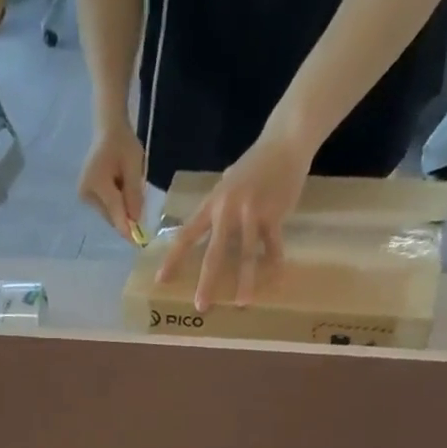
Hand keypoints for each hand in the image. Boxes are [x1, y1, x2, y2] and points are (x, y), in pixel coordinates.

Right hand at [77, 122, 146, 236]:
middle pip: (111, 214)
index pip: (115, 210)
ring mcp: (84, 196)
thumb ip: (134, 194)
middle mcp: (86, 192)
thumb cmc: (123, 143)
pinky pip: (105, 208)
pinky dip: (115, 205)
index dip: (127, 227)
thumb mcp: (134, 166)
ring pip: (109, 213)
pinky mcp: (85, 196)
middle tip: (138, 199)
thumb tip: (136, 220)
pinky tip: (119, 188)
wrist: (108, 129)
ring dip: (121, 209)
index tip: (137, 243)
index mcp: (97, 182)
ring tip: (126, 185)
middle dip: (126, 214)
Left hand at [156, 128, 311, 311]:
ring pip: (246, 254)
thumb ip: (217, 209)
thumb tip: (205, 232)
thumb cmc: (254, 166)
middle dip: (207, 281)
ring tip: (241, 303)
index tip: (161, 280)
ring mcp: (252, 212)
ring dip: (244, 281)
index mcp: (212, 204)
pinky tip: (274, 279)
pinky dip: (274, 262)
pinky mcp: (275, 213)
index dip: (173, 259)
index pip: (186, 235)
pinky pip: (273, 245)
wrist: (285, 141)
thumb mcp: (227, 184)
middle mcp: (228, 210)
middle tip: (201, 306)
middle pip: (214, 252)